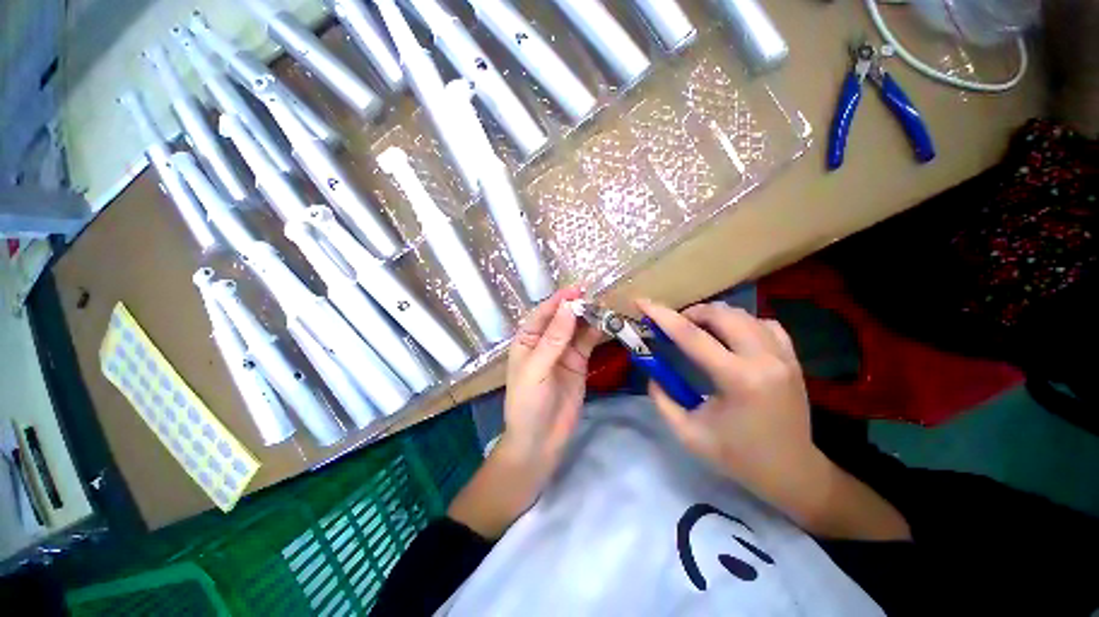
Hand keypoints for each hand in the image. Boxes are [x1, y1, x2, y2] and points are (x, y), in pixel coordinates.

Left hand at [501, 288, 601, 481]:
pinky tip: (606, 324)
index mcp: (527, 340)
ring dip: (589, 318)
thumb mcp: (537, 369)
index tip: (577, 289)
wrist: (540, 441)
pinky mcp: (579, 363)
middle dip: (576, 306)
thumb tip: (569, 306)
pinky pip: (588, 343)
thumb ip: (554, 338)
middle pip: (562, 318)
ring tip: (604, 307)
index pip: (543, 314)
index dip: (558, 300)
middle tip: (595, 295)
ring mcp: (564, 352)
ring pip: (577, 329)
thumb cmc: (528, 403)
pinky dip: (596, 333)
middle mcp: (545, 342)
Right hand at [638, 300, 816, 502]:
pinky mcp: (792, 358)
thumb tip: (651, 373)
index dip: (662, 315)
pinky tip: (731, 335)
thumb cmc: (738, 457)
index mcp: (738, 380)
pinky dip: (741, 322)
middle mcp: (764, 360)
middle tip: (674, 326)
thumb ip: (662, 399)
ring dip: (714, 316)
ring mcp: (783, 356)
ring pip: (743, 314)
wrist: (792, 472)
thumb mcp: (688, 433)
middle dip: (690, 313)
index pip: (691, 336)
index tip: (642, 302)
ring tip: (698, 330)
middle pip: (721, 314)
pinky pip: (764, 324)